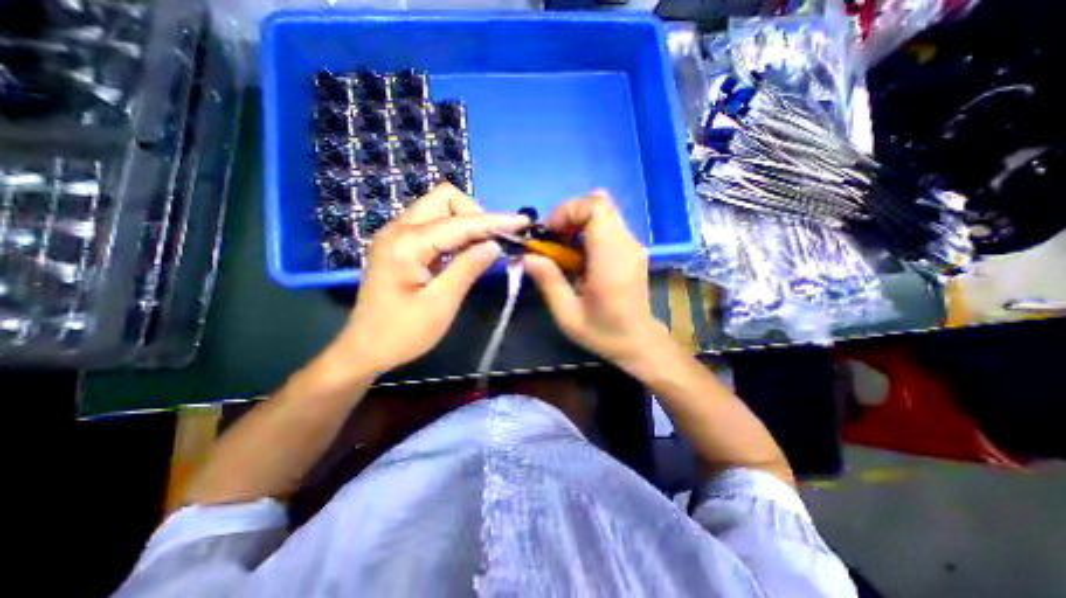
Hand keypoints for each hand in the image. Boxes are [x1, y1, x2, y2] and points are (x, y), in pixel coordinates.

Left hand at [331, 183, 527, 376]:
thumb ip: (468, 269)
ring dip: (466, 222)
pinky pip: (434, 224)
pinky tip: (465, 252)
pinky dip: (455, 231)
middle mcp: (399, 229)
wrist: (365, 349)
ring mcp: (397, 234)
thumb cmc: (402, 333)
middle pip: (445, 198)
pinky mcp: (400, 244)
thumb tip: (494, 245)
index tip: (522, 222)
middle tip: (492, 242)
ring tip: (483, 247)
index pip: (460, 222)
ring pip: (439, 208)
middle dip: (475, 214)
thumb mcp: (441, 304)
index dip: (494, 221)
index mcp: (407, 244)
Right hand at [524, 191, 664, 369]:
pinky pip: (608, 226)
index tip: (549, 234)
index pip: (595, 208)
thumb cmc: (603, 332)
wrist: (638, 342)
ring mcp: (633, 245)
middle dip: (569, 215)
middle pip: (599, 204)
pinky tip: (579, 257)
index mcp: (611, 258)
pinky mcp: (632, 250)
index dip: (567, 211)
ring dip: (578, 223)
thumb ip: (547, 281)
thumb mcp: (567, 314)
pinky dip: (588, 232)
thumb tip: (527, 256)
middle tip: (554, 240)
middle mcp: (626, 244)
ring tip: (564, 250)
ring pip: (604, 213)